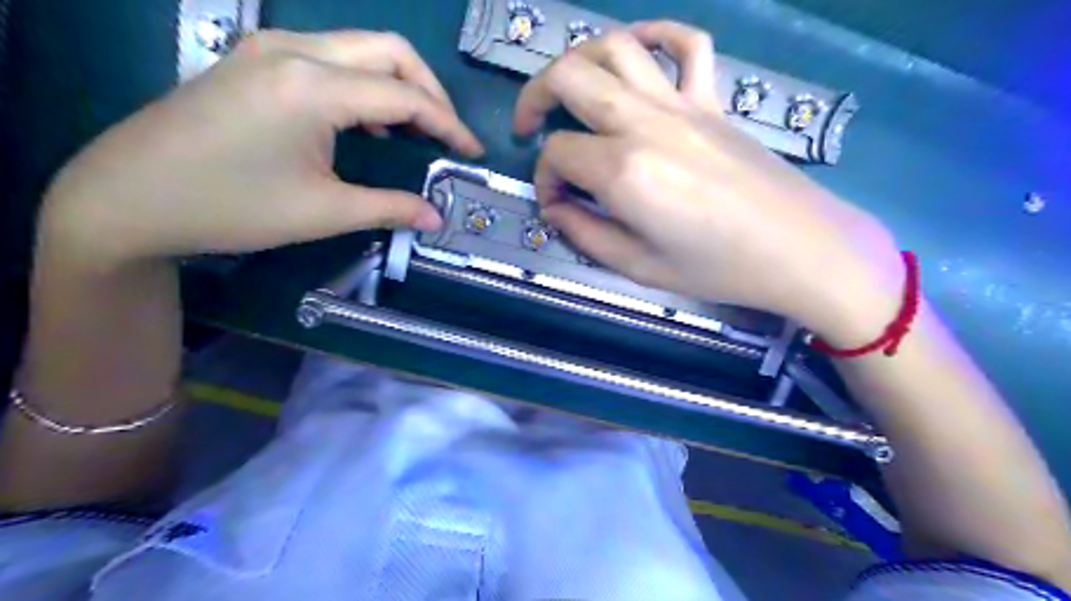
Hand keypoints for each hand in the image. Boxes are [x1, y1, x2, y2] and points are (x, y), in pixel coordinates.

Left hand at [40, 30, 483, 265]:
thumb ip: (390, 208)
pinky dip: (364, 83)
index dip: (448, 125)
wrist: (128, 197)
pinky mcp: (256, 59)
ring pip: (359, 47)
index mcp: (312, 86)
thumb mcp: (323, 212)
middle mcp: (295, 50)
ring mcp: (270, 48)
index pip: (405, 95)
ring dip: (398, 83)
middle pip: (389, 50)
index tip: (472, 152)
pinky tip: (368, 119)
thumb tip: (436, 219)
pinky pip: (330, 57)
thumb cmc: (231, 207)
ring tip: (415, 129)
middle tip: (447, 134)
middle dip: (430, 90)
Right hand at [520, 22, 902, 340]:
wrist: (798, 249)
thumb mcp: (638, 267)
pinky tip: (637, 52)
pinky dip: (655, 35)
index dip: (544, 177)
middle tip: (529, 128)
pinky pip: (686, 43)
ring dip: (579, 60)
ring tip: (570, 91)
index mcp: (624, 171)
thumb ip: (585, 233)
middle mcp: (645, 122)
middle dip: (534, 98)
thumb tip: (556, 207)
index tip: (556, 204)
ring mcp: (682, 103)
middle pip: (569, 77)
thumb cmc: (717, 268)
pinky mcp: (712, 99)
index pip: (558, 153)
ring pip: (616, 46)